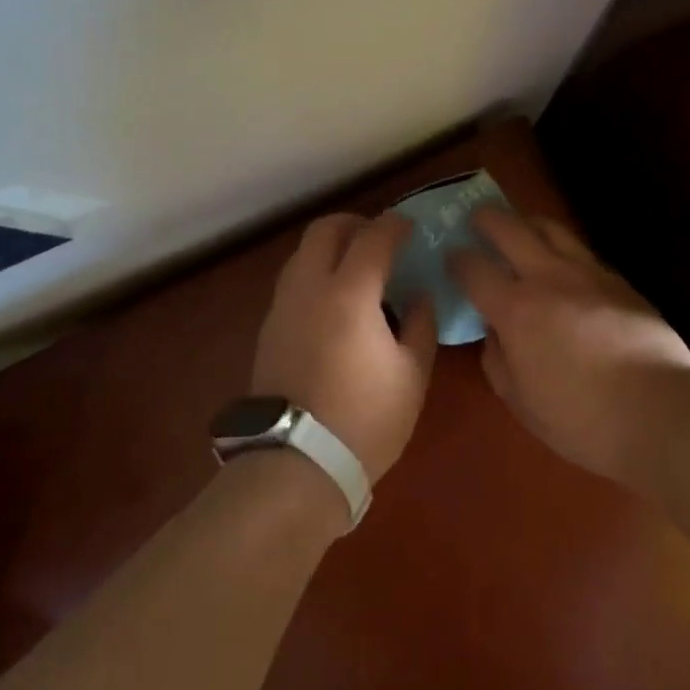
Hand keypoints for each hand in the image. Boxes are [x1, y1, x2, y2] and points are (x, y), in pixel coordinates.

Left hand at [252, 212, 437, 483]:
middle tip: (379, 240)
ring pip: (303, 252)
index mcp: (349, 292)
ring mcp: (283, 306)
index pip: (373, 236)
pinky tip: (334, 303)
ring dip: (331, 247)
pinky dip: (315, 273)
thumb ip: (421, 324)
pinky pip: (293, 280)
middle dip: (355, 224)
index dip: (395, 225)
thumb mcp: (412, 375)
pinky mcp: (268, 328)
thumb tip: (419, 295)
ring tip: (357, 269)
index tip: (411, 227)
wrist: (295, 465)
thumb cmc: (364, 419)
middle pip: (325, 229)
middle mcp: (310, 286)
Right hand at [451, 209, 689, 483]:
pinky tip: (565, 263)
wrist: (661, 411)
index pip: (475, 269)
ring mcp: (587, 273)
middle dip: (488, 219)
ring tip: (521, 227)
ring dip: (527, 222)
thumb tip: (494, 332)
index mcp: (516, 309)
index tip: (451, 256)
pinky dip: (563, 248)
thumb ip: (498, 361)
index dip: (458, 259)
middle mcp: (548, 278)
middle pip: (510, 229)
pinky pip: (582, 250)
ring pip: (551, 228)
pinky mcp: (618, 280)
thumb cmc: (583, 419)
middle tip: (478, 218)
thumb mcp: (522, 403)